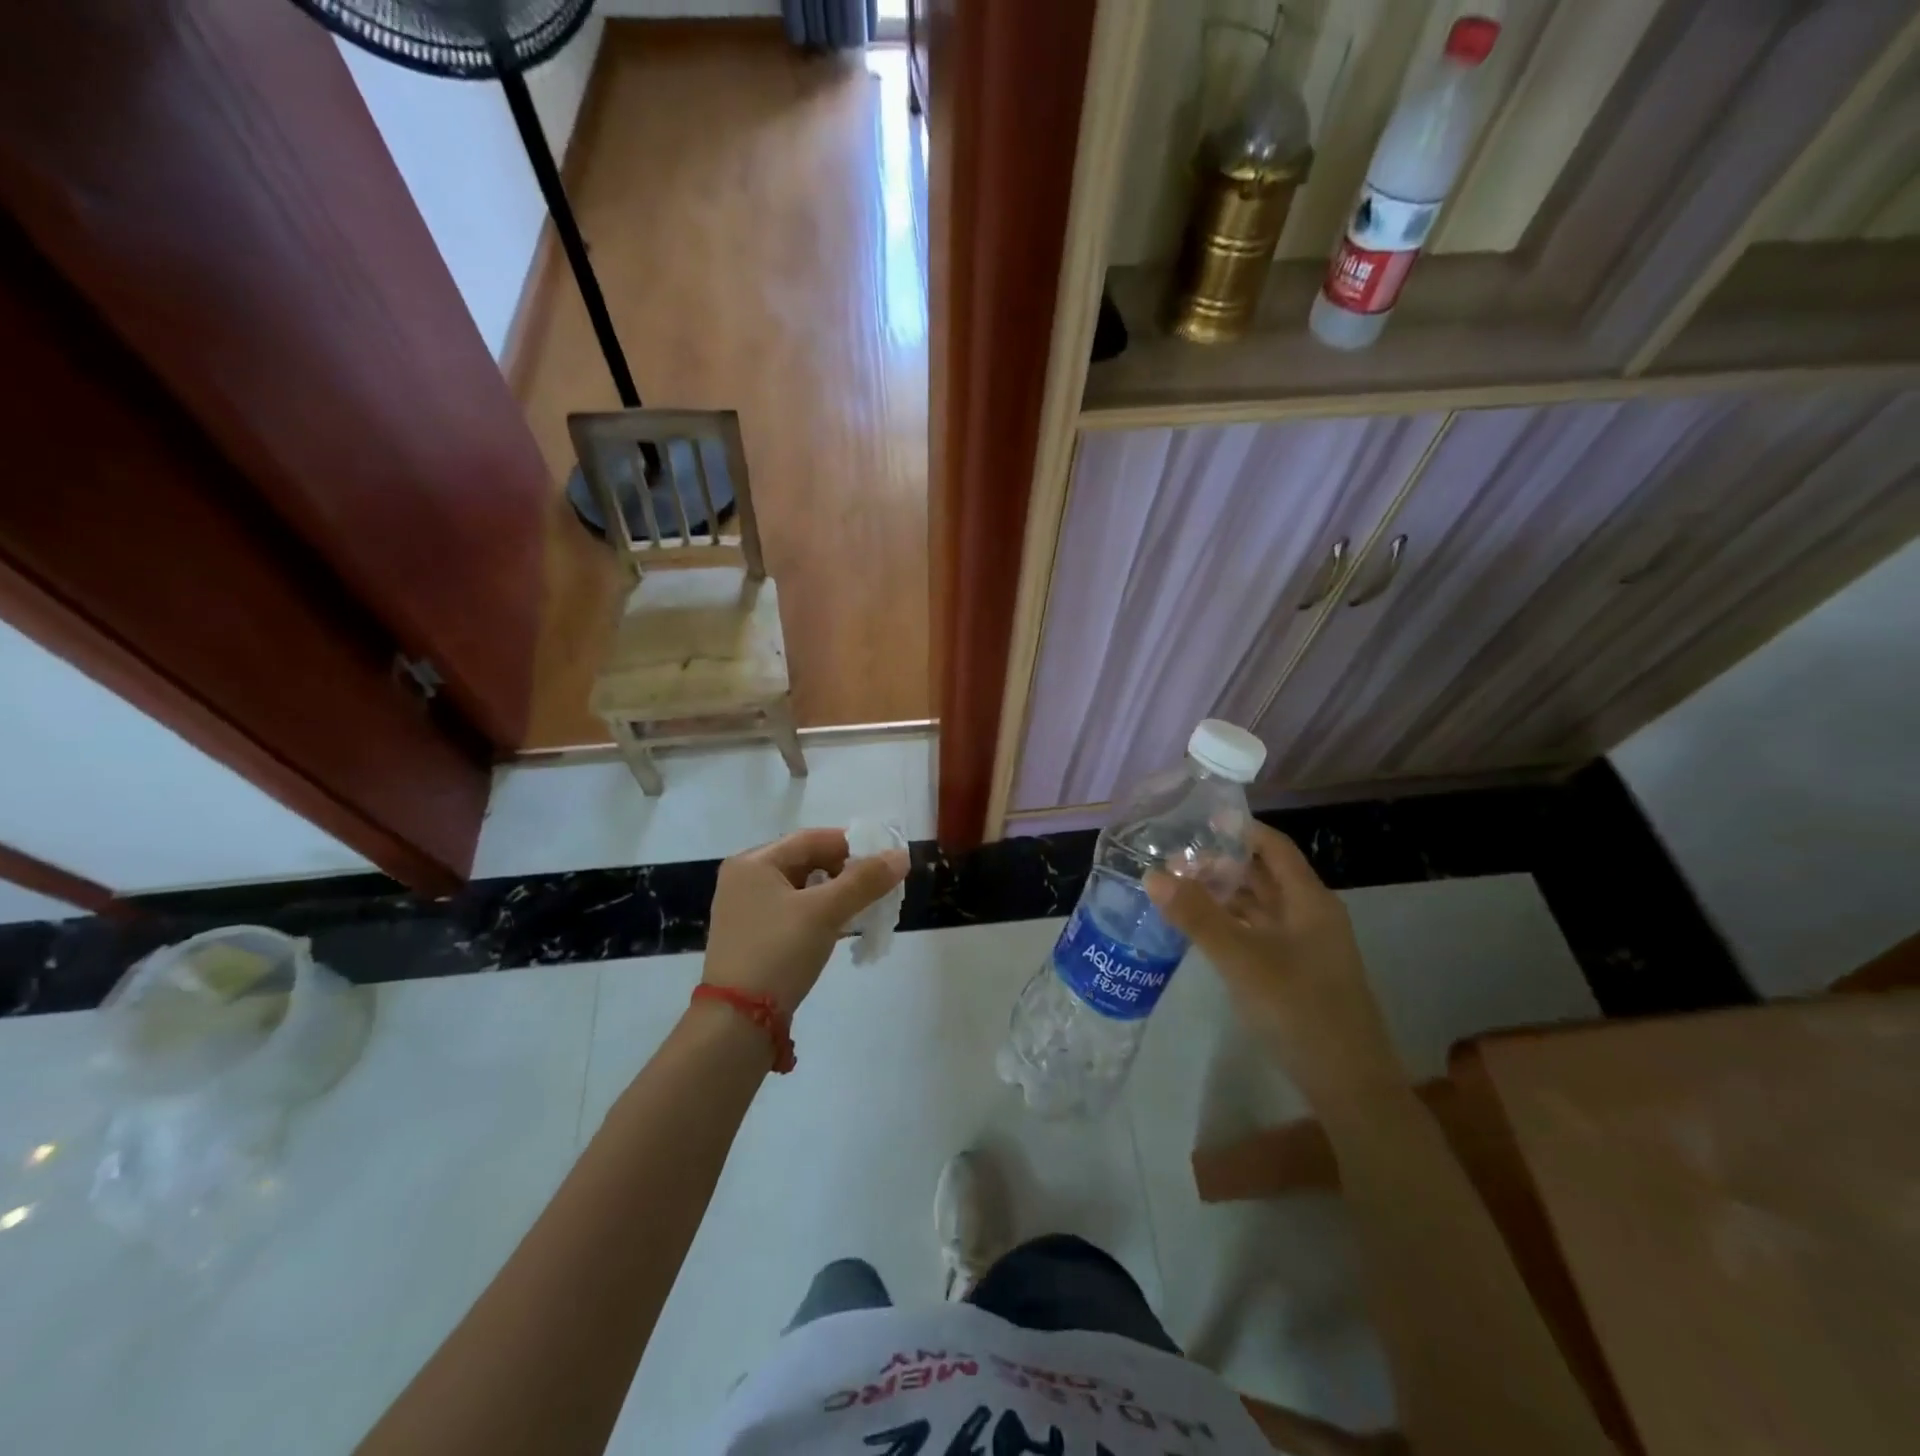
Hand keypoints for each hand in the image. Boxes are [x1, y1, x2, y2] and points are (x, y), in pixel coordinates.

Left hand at [702, 829, 909, 1014]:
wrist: (738, 1022)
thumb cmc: (778, 952)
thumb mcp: (825, 912)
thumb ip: (865, 881)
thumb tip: (902, 856)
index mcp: (754, 862)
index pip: (811, 839)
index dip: (851, 844)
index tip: (884, 858)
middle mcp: (746, 879)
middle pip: (807, 861)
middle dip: (846, 872)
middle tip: (878, 886)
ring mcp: (747, 909)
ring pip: (803, 889)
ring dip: (837, 894)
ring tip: (867, 908)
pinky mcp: (754, 936)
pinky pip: (795, 912)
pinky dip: (821, 914)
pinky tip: (844, 927)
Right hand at [1147, 824, 1403, 1107]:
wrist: (1350, 1086)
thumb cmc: (1299, 1010)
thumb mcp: (1242, 959)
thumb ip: (1197, 916)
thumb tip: (1152, 875)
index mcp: (1309, 900)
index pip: (1273, 846)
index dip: (1238, 830)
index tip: (1195, 823)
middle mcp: (1309, 915)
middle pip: (1263, 875)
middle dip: (1219, 864)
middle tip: (1172, 862)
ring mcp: (1304, 946)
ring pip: (1259, 906)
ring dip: (1222, 895)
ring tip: (1177, 891)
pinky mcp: (1295, 973)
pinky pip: (1257, 933)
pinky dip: (1229, 924)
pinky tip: (1199, 930)